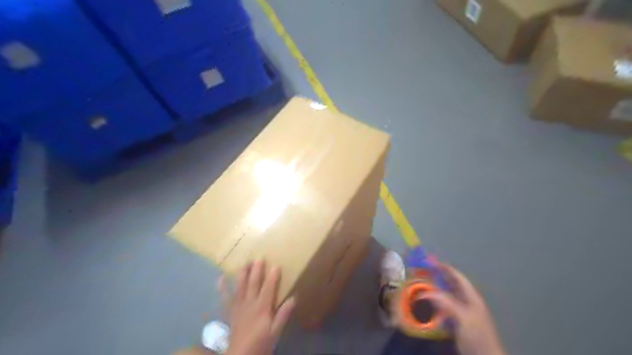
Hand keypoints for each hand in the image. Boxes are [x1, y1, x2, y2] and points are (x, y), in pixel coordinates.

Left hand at [217, 259, 295, 354]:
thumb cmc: (261, 344)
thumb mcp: (276, 332)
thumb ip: (283, 315)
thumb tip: (293, 298)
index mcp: (262, 308)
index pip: (268, 288)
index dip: (272, 277)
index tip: (276, 265)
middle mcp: (249, 304)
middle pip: (253, 284)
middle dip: (257, 270)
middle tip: (259, 257)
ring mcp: (238, 307)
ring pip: (240, 287)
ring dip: (242, 274)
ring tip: (245, 262)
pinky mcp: (230, 312)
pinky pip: (225, 298)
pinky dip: (222, 288)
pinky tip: (220, 278)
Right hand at [423, 264, 507, 354]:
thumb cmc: (477, 335)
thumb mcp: (462, 317)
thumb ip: (445, 302)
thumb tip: (424, 292)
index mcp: (471, 297)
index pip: (457, 277)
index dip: (445, 268)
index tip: (431, 262)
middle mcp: (466, 301)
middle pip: (450, 285)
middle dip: (437, 277)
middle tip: (421, 273)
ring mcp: (462, 312)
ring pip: (445, 296)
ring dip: (434, 290)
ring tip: (420, 286)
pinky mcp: (456, 322)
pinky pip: (443, 308)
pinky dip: (434, 303)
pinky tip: (425, 304)